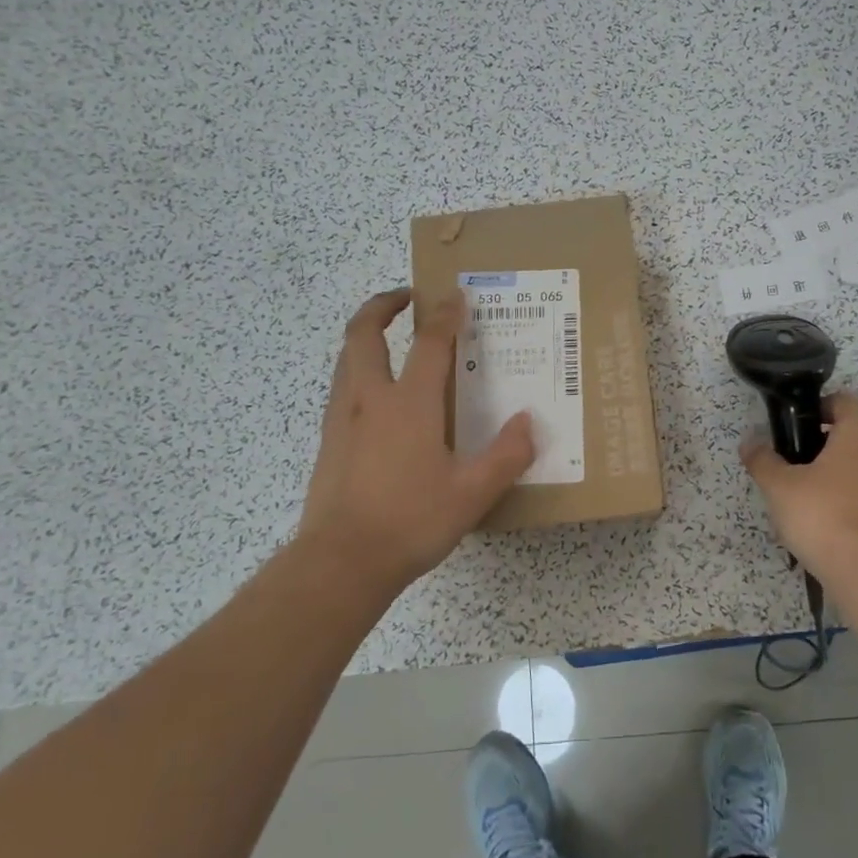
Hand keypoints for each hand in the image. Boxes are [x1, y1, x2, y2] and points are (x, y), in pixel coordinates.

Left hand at [293, 288, 534, 593]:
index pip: (429, 343)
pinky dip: (357, 371)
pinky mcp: (328, 442)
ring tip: (390, 340)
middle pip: (364, 333)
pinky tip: (376, 398)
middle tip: (406, 297)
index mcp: (409, 404)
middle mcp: (370, 400)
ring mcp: (342, 419)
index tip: (456, 295)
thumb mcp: (472, 494)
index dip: (445, 314)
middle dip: (382, 305)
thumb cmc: (410, 522)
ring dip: (366, 337)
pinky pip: (341, 388)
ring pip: (346, 358)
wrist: (340, 562)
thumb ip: (506, 456)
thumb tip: (528, 423)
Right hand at [741, 392, 857, 586]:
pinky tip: (832, 517)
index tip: (793, 431)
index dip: (815, 410)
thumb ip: (762, 459)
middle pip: (855, 430)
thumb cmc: (823, 512)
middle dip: (828, 442)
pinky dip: (856, 494)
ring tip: (812, 495)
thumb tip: (750, 442)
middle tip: (797, 465)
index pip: (840, 401)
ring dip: (843, 469)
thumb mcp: (779, 485)